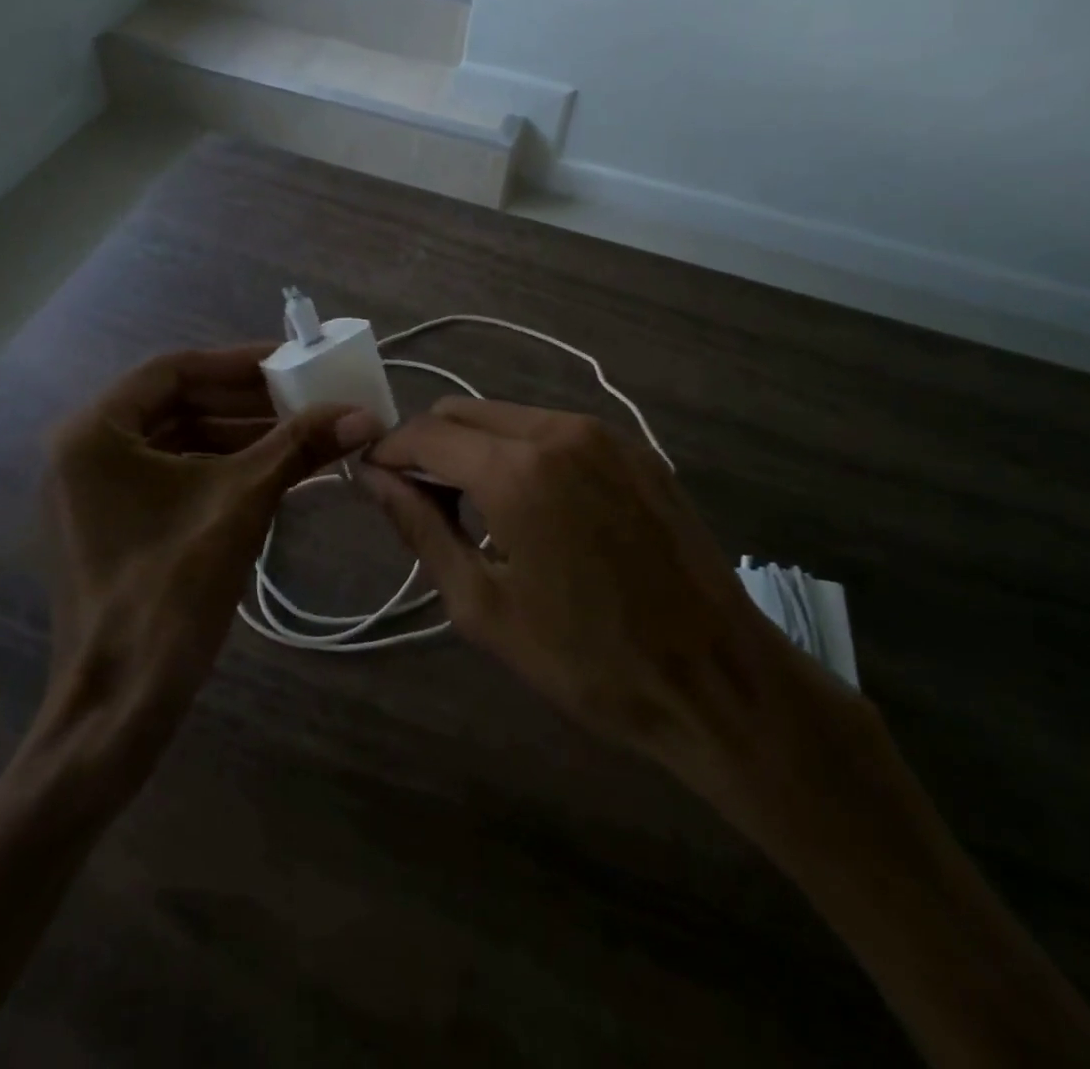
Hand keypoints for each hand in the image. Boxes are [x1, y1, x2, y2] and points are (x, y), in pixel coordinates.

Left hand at [41, 345, 382, 761]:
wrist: (120, 701)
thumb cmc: (170, 590)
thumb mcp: (241, 504)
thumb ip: (298, 447)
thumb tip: (363, 413)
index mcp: (95, 431)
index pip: (174, 369)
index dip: (238, 361)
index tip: (292, 361)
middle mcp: (83, 449)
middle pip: (175, 402)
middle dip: (244, 400)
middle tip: (304, 397)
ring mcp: (92, 488)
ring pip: (175, 439)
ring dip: (237, 434)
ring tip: (300, 433)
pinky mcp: (109, 520)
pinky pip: (169, 474)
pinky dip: (218, 467)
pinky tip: (270, 471)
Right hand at [361, 398, 865, 844]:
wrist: (716, 679)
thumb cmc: (587, 660)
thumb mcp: (483, 605)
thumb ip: (420, 528)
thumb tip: (373, 478)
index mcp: (517, 470)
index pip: (425, 434)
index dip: (389, 454)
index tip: (373, 483)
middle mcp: (559, 431)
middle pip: (463, 411)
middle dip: (429, 447)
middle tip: (423, 504)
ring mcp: (604, 434)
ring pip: (508, 416)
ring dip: (475, 448)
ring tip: (478, 510)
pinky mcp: (635, 448)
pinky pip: (554, 430)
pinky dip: (522, 451)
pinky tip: (534, 506)